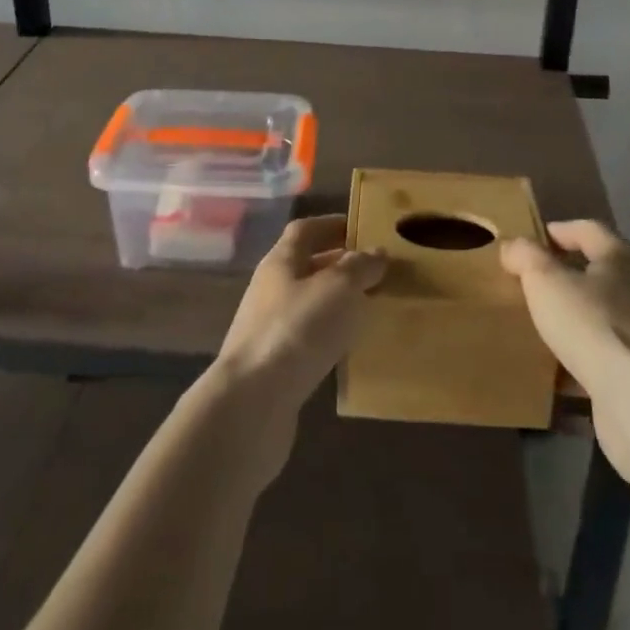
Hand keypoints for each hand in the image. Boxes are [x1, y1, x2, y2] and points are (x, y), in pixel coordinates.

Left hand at [206, 215, 384, 474]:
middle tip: (375, 270)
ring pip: (308, 304)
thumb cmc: (297, 330)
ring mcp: (268, 329)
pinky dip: (329, 336)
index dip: (332, 225)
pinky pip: (307, 339)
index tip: (362, 229)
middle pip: (306, 266)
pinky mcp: (273, 366)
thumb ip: (360, 267)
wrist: (252, 404)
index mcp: (281, 262)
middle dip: (339, 265)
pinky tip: (350, 348)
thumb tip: (377, 252)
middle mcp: (271, 289)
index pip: (305, 230)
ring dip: (336, 303)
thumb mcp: (338, 288)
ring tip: (370, 308)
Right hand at [500, 220, 629, 475]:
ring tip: (544, 327)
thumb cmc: (591, 324)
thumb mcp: (545, 280)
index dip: (559, 230)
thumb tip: (513, 246)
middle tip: (536, 283)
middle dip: (570, 276)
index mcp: (622, 259)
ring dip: (578, 320)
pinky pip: (608, 359)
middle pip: (602, 273)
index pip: (589, 230)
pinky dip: (584, 362)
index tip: (533, 241)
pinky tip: (558, 374)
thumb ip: (525, 256)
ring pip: (605, 318)